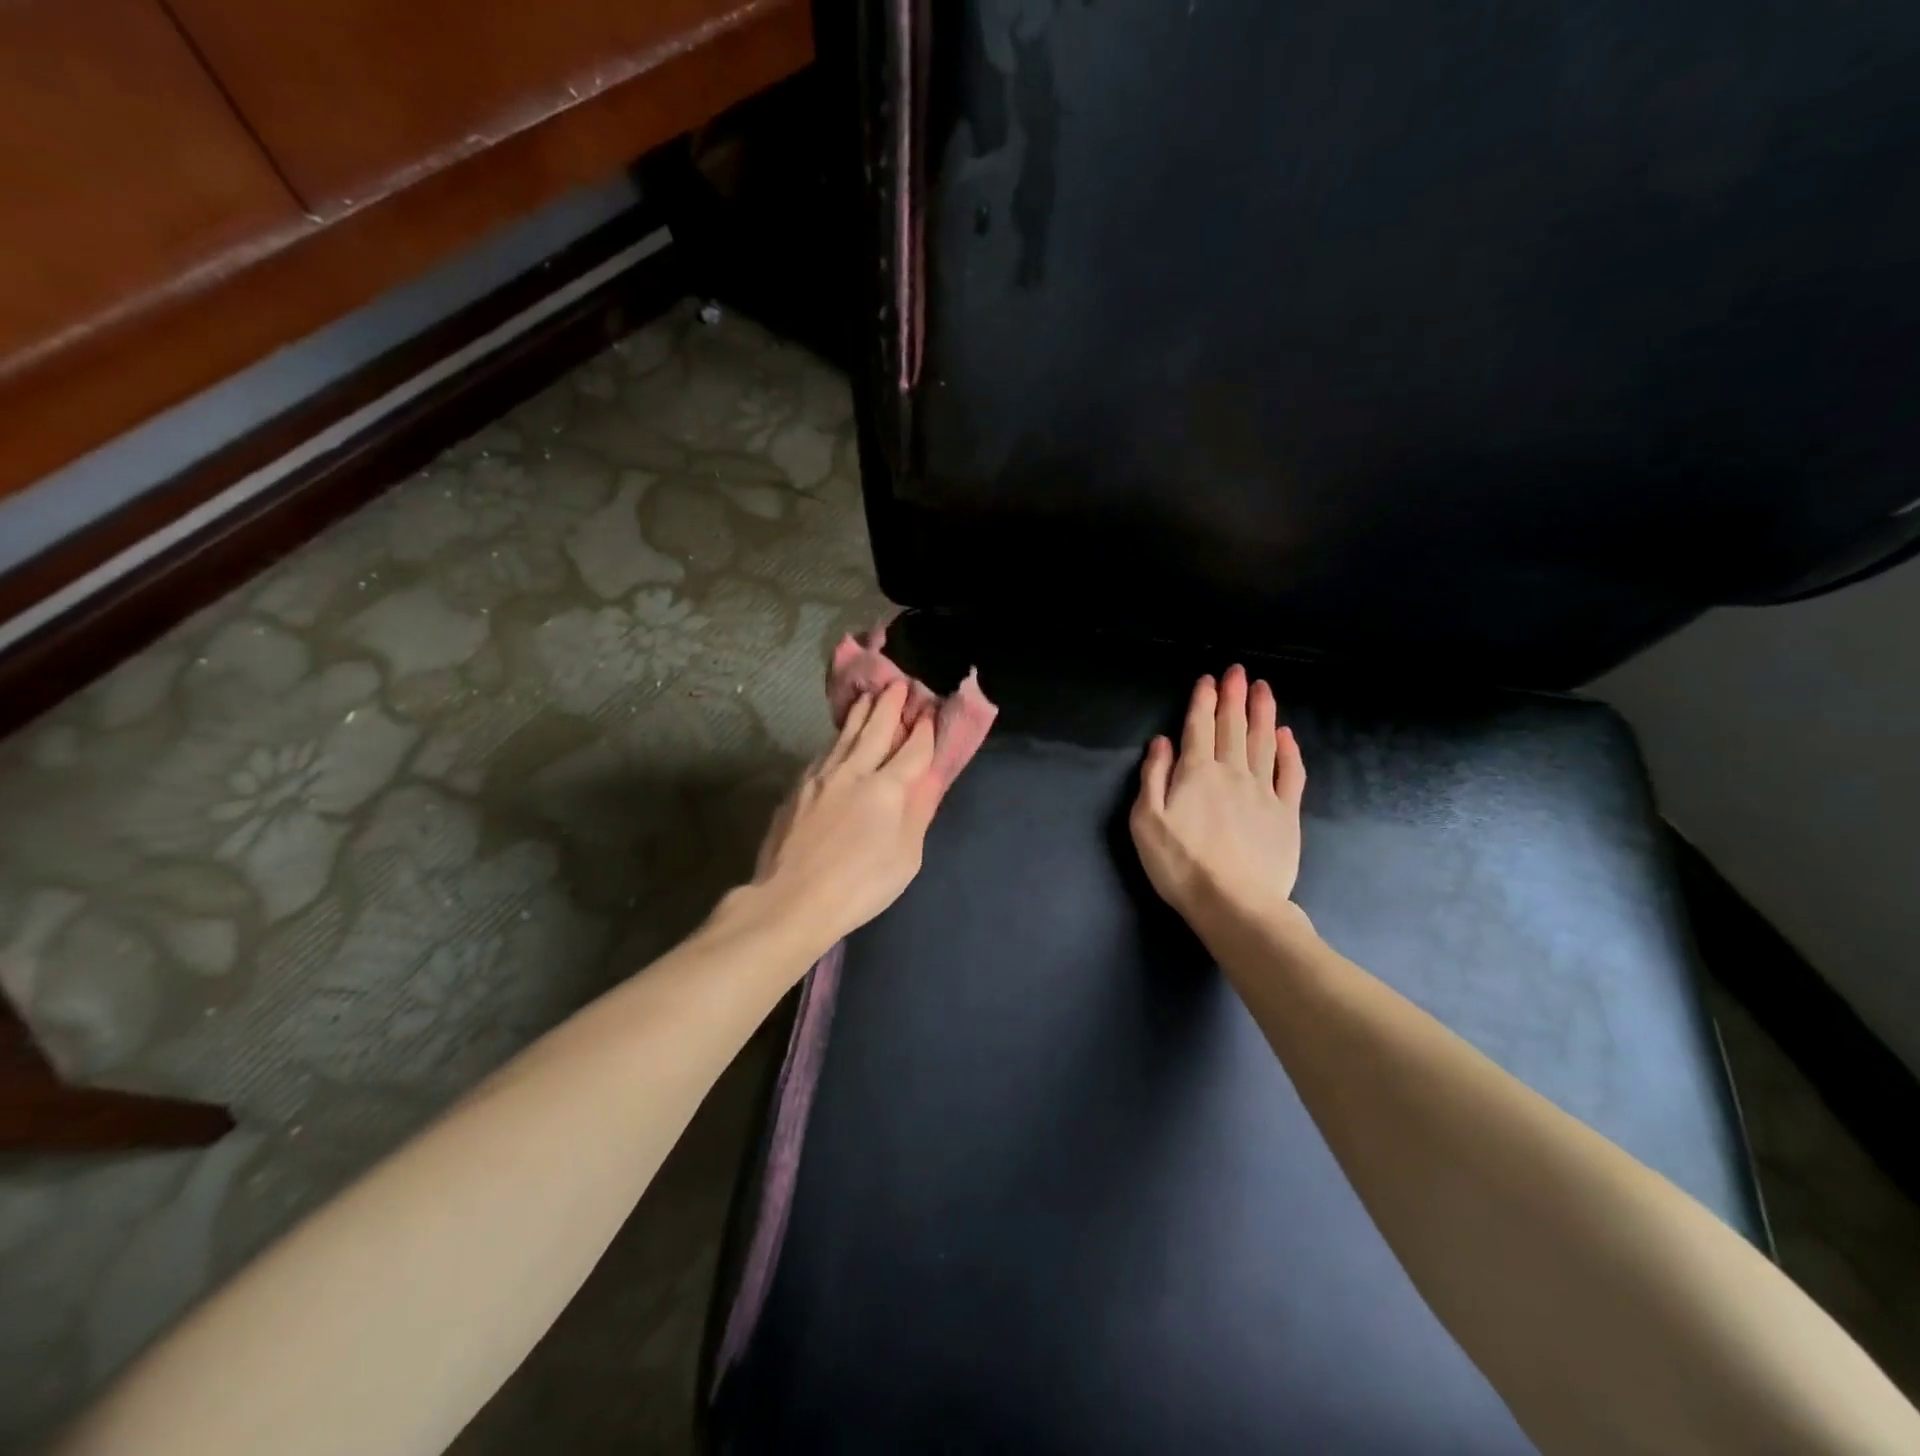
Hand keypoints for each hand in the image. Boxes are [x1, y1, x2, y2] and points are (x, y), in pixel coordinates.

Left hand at [752, 680, 943, 946]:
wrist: (791, 898)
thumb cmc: (860, 886)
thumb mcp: (905, 857)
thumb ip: (918, 812)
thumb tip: (930, 779)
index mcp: (887, 788)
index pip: (913, 748)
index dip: (924, 729)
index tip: (930, 710)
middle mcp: (855, 770)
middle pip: (877, 728)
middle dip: (891, 704)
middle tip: (900, 683)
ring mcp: (822, 775)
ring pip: (846, 733)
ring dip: (862, 711)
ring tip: (870, 694)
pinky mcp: (799, 786)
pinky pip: (825, 750)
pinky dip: (838, 735)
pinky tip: (839, 735)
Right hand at [1130, 665, 1307, 932]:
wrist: (1234, 904)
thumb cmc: (1180, 865)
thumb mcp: (1146, 822)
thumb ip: (1153, 777)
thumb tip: (1162, 741)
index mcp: (1196, 772)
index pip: (1199, 727)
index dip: (1203, 700)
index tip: (1209, 678)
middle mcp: (1232, 772)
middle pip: (1233, 726)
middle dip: (1234, 696)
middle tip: (1239, 671)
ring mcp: (1264, 791)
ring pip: (1263, 741)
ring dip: (1263, 712)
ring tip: (1264, 688)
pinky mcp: (1286, 813)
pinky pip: (1291, 774)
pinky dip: (1289, 751)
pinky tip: (1286, 735)